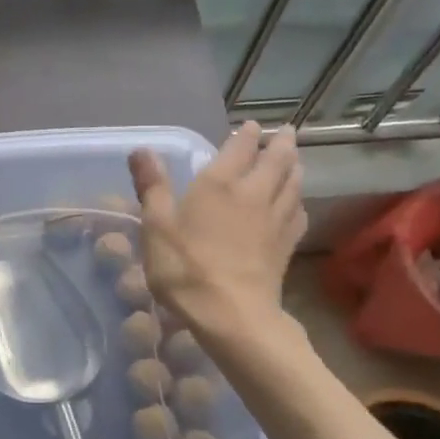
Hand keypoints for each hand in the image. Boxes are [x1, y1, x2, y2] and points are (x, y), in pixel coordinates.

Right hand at [128, 120, 305, 333]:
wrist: (231, 313)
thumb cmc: (186, 267)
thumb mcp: (156, 226)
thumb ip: (152, 186)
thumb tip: (142, 150)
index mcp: (219, 184)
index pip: (239, 148)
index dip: (245, 134)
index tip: (250, 125)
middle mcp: (253, 194)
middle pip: (276, 161)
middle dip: (280, 143)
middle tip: (285, 132)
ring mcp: (275, 220)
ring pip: (293, 184)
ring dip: (294, 167)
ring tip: (294, 160)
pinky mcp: (285, 246)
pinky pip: (298, 215)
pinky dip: (297, 203)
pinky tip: (295, 206)